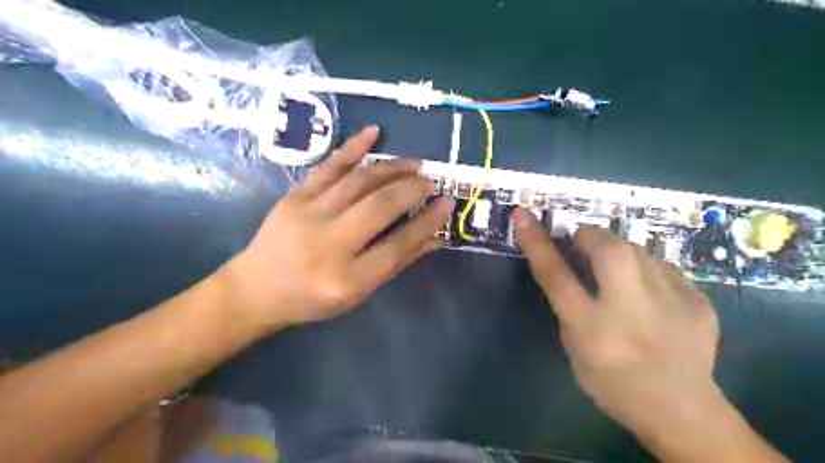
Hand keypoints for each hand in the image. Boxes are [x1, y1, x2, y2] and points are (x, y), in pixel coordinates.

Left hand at [221, 127, 450, 329]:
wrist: (257, 289)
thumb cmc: (313, 298)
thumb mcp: (359, 293)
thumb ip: (397, 262)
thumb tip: (436, 236)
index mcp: (347, 280)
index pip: (398, 245)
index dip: (427, 222)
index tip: (446, 203)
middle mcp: (328, 246)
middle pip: (380, 207)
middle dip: (412, 189)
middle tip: (431, 182)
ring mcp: (307, 216)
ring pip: (359, 182)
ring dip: (392, 168)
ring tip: (415, 165)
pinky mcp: (293, 197)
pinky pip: (328, 166)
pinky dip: (353, 147)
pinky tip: (374, 132)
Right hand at [514, 210, 719, 437]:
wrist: (683, 412)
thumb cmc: (612, 384)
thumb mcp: (574, 348)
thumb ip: (569, 306)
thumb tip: (573, 268)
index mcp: (592, 327)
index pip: (556, 275)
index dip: (537, 242)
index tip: (523, 215)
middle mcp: (631, 310)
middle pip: (608, 250)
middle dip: (590, 236)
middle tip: (583, 242)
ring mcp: (671, 304)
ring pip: (639, 252)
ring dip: (619, 252)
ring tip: (618, 271)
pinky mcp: (699, 302)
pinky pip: (664, 268)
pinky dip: (648, 270)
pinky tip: (650, 292)